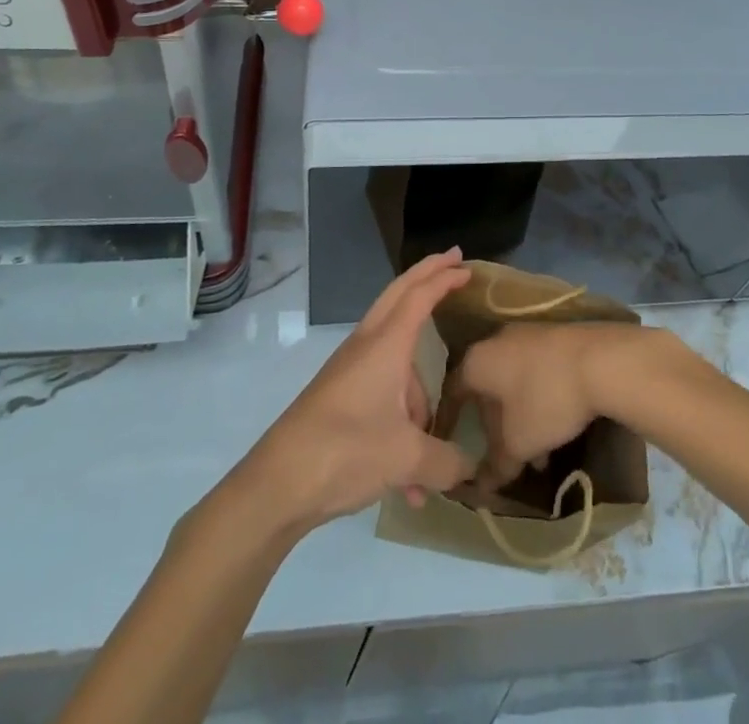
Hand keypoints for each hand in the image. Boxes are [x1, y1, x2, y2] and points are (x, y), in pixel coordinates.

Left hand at [240, 251, 475, 529]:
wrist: (278, 484)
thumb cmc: (346, 451)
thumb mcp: (406, 459)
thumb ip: (447, 461)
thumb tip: (469, 469)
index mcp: (386, 345)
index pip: (419, 296)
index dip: (444, 278)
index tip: (467, 266)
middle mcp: (367, 346)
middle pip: (400, 296)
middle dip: (428, 277)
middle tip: (454, 261)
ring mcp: (350, 370)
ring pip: (398, 363)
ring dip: (421, 400)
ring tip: (431, 462)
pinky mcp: (340, 396)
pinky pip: (384, 395)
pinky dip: (401, 427)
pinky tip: (408, 486)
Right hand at [455, 321, 670, 489]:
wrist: (600, 360)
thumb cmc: (545, 399)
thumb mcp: (518, 442)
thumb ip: (496, 466)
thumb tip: (481, 487)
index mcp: (477, 361)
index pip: (452, 392)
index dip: (449, 421)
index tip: (450, 443)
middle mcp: (496, 340)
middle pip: (486, 389)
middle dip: (495, 427)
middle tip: (506, 458)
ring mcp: (527, 334)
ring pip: (514, 383)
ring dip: (521, 419)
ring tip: (540, 455)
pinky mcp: (554, 336)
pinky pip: (536, 371)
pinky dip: (539, 400)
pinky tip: (559, 426)